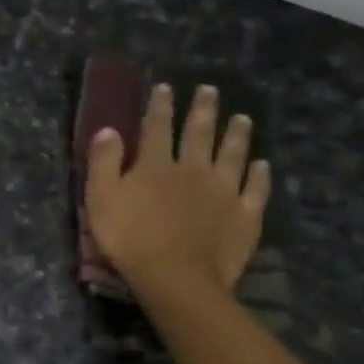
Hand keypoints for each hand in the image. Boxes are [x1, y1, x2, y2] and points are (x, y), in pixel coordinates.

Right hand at [85, 82, 271, 300]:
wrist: (176, 277)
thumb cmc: (129, 238)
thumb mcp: (101, 198)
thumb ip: (104, 162)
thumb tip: (109, 129)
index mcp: (155, 165)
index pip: (156, 128)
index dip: (160, 106)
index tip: (165, 87)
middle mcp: (193, 169)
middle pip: (199, 134)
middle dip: (203, 110)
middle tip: (209, 90)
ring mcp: (224, 191)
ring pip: (232, 155)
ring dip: (236, 134)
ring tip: (242, 118)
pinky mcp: (245, 215)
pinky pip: (255, 190)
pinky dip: (260, 175)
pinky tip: (262, 165)